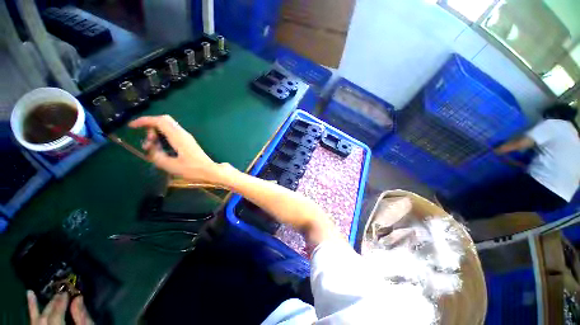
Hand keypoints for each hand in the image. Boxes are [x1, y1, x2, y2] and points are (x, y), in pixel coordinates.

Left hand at [27, 291, 92, 324]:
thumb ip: (82, 317)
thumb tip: (78, 298)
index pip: (56, 317)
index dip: (60, 303)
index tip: (67, 291)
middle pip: (46, 318)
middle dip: (53, 304)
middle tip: (61, 292)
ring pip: (37, 320)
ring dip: (42, 305)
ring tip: (50, 292)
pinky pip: (32, 321)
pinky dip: (32, 308)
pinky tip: (30, 294)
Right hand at [129, 115, 221, 183]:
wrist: (210, 171)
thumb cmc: (192, 170)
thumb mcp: (170, 165)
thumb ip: (156, 155)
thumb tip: (150, 148)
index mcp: (178, 137)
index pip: (160, 121)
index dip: (144, 121)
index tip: (132, 126)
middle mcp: (183, 134)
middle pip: (164, 121)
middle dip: (150, 128)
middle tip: (148, 143)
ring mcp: (186, 137)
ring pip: (168, 127)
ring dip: (157, 134)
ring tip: (153, 149)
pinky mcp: (188, 142)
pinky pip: (172, 133)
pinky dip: (163, 137)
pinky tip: (162, 149)